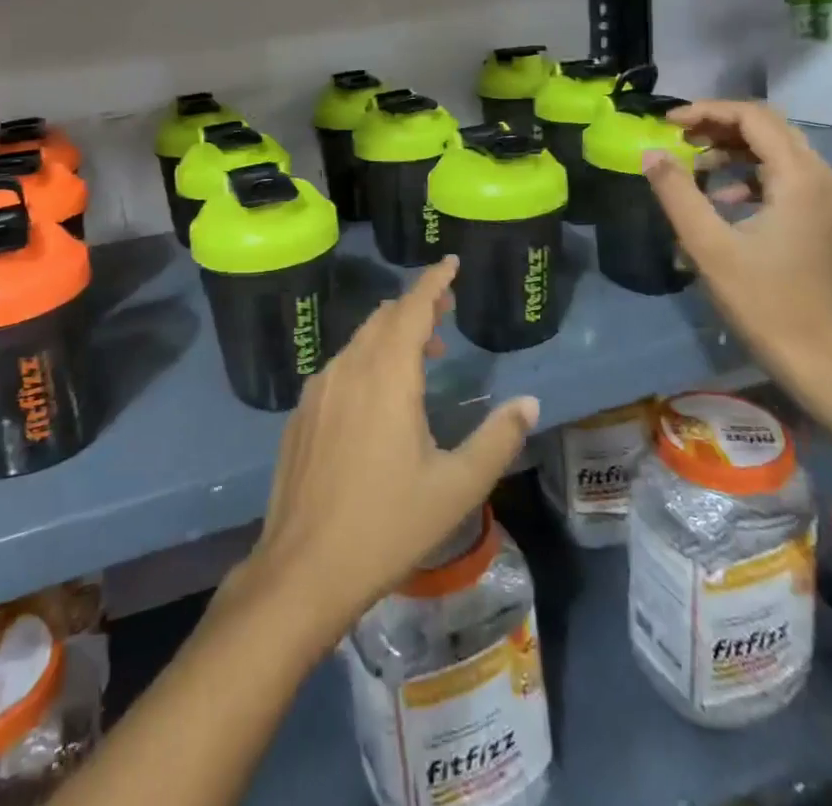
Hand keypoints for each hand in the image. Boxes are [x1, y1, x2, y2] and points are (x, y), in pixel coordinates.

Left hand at [224, 257, 539, 655]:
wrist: (303, 568)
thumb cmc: (387, 524)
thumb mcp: (457, 487)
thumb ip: (498, 438)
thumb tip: (530, 403)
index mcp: (386, 375)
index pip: (412, 307)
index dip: (433, 281)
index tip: (450, 263)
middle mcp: (348, 368)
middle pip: (384, 318)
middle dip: (416, 307)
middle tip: (445, 314)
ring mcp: (318, 389)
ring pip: (359, 342)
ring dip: (392, 336)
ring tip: (422, 357)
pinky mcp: (301, 413)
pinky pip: (340, 367)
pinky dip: (367, 361)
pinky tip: (378, 398)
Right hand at [646, 100, 831, 442]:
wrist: (812, 355)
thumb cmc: (760, 299)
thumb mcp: (707, 244)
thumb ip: (676, 192)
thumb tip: (649, 152)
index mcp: (799, 177)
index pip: (753, 117)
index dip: (707, 111)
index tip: (667, 123)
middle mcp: (820, 176)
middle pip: (767, 126)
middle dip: (718, 124)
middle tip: (676, 136)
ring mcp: (823, 196)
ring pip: (774, 148)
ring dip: (731, 146)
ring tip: (691, 162)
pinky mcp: (817, 214)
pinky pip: (780, 173)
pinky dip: (746, 171)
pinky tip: (718, 195)